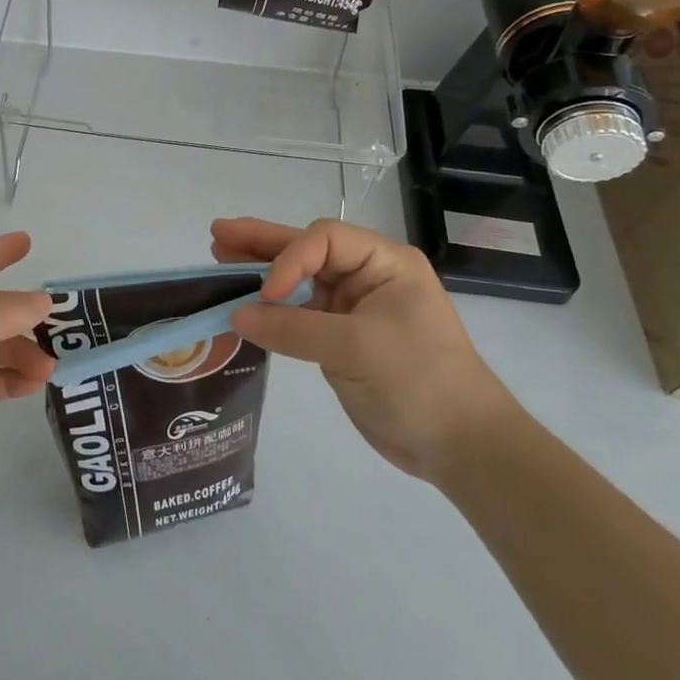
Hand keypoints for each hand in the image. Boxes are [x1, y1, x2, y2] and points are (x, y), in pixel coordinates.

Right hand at [212, 217, 515, 483]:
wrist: (460, 446)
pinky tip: (241, 302)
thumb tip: (236, 316)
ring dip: (260, 271)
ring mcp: (352, 308)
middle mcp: (366, 277)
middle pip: (307, 251)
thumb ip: (293, 329)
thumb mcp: (357, 349)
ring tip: (220, 253)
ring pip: (298, 281)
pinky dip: (269, 309)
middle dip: (263, 244)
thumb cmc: (419, 381)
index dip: (289, 258)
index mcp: (384, 263)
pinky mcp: (339, 338)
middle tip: (219, 233)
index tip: (266, 294)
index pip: (325, 240)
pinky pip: (297, 314)